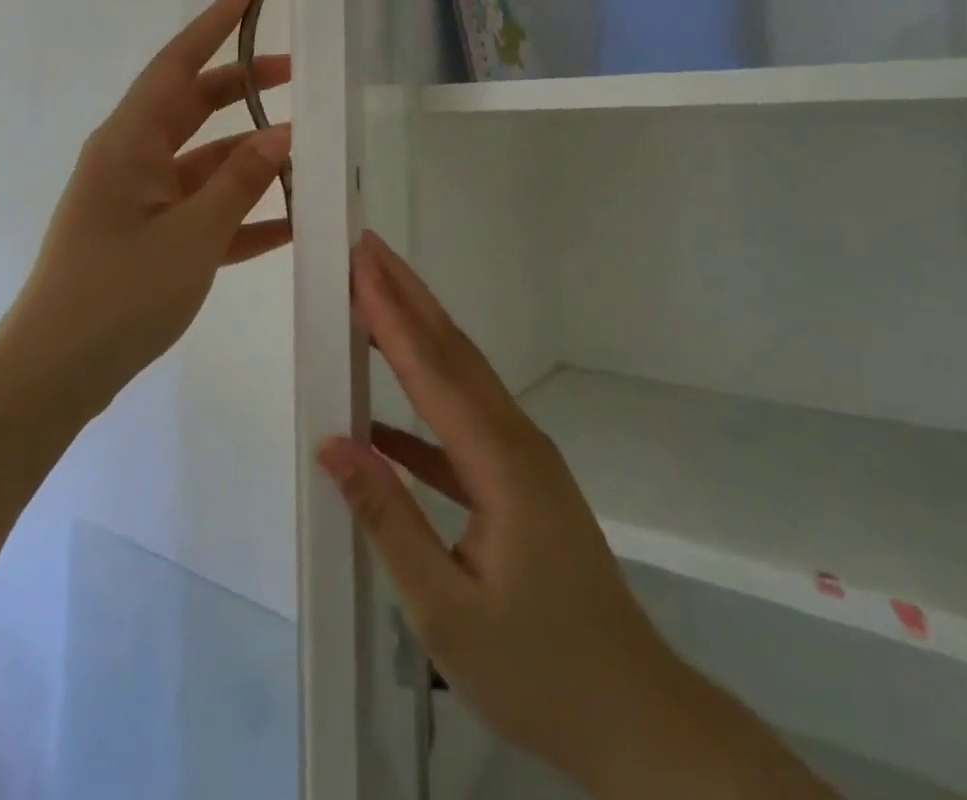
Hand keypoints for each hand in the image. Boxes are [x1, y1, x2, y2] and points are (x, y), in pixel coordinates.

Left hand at [13, 0, 292, 412]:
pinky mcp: (148, 238)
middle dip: (245, 91)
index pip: (177, 65)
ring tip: (308, 157)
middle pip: (195, 108)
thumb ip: (240, 182)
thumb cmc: (119, 293)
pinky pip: (201, 211)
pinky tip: (287, 224)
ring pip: (204, 163)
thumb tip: (283, 135)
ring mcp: (139, 200)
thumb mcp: (192, 235)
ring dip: (251, 161)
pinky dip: (240, 213)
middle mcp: (131, 159)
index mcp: (129, 142)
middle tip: (299, 76)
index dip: (213, 26)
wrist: (56, 373)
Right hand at [318, 233, 665, 793]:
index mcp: (500, 461)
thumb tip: (332, 443)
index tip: (361, 263)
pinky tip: (382, 420)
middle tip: (368, 249)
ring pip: (461, 378)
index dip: (391, 312)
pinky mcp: (521, 481)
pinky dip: (423, 405)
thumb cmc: (539, 671)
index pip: (431, 368)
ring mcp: (522, 458)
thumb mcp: (446, 611)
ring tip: (374, 298)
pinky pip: (463, 425)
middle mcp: (515, 439)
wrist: (635, 716)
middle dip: (407, 295)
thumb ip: (389, 519)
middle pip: (452, 350)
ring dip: (417, 333)